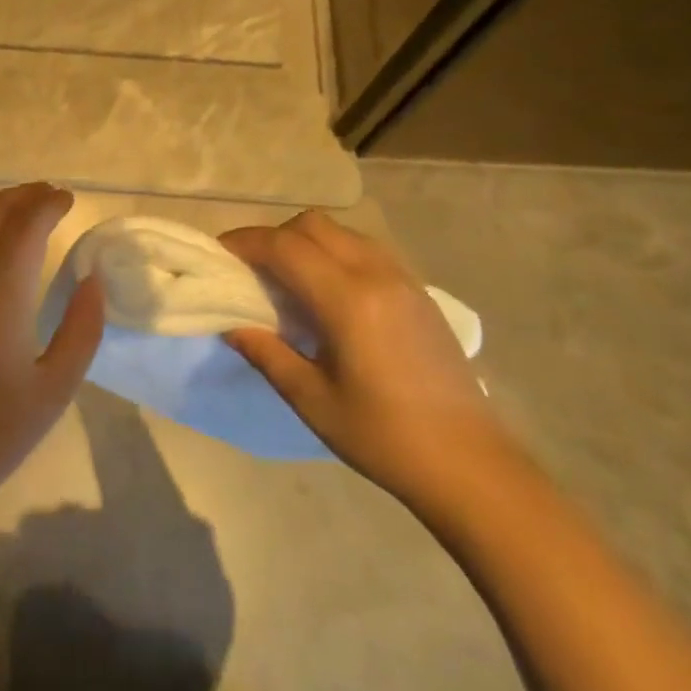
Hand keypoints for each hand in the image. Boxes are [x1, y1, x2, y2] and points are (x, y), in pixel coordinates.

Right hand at [219, 211, 510, 506]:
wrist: (471, 465)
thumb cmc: (384, 437)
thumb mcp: (311, 400)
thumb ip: (266, 352)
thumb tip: (230, 323)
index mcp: (348, 300)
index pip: (285, 246)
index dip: (246, 242)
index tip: (219, 255)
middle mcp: (376, 275)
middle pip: (313, 225)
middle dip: (274, 237)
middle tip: (251, 270)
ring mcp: (403, 280)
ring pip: (342, 232)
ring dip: (305, 242)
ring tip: (286, 280)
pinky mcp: (419, 292)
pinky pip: (366, 250)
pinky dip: (334, 254)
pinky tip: (327, 294)